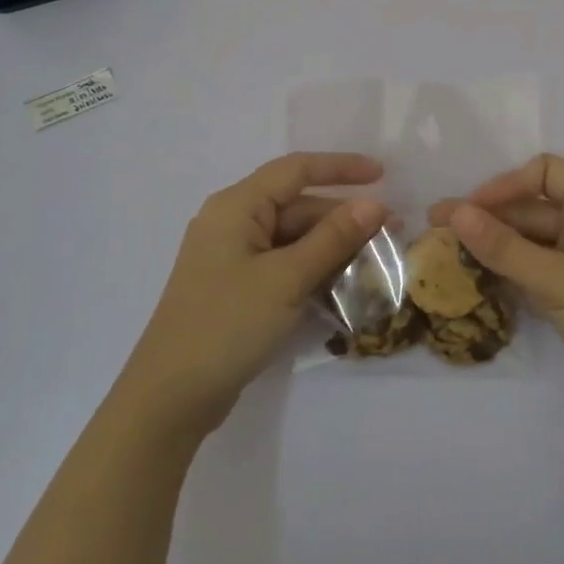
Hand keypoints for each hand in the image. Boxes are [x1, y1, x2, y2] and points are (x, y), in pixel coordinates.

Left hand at [120, 153, 389, 439]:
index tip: (383, 174)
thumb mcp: (287, 278)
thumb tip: (374, 203)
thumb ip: (333, 238)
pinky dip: (314, 269)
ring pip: (294, 238)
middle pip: (298, 207)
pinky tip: (346, 284)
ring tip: (378, 260)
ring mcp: (233, 257)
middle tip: (392, 233)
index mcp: (236, 207)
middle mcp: (233, 223)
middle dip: (344, 217)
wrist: (171, 396)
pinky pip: (284, 264)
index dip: (341, 167)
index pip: (296, 170)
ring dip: (334, 247)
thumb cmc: (227, 324)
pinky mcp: (237, 287)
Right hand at [430, 154, 563, 426]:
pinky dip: (503, 275)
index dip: (507, 183)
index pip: (545, 173)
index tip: (471, 209)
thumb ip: (505, 248)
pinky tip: (470, 283)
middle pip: (530, 209)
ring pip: (527, 244)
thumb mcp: (559, 279)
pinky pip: (530, 274)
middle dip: (486, 218)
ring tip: (443, 256)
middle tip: (434, 230)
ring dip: (490, 248)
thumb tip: (455, 212)